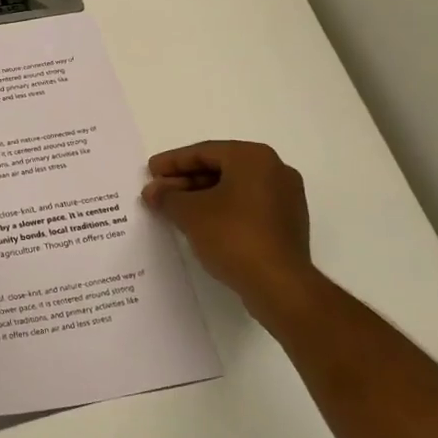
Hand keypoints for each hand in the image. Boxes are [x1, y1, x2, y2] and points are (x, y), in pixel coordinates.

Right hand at [141, 141, 322, 326]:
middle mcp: (275, 170)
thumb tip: (152, 191)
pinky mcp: (287, 224)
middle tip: (159, 192)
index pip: (204, 152)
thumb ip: (167, 196)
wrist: (279, 285)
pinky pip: (247, 206)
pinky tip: (200, 224)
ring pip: (234, 188)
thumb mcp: (190, 213)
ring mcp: (286, 198)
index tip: (150, 171)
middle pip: (220, 168)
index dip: (172, 162)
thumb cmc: (233, 236)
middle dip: (186, 180)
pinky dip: (222, 210)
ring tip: (174, 210)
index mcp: (253, 157)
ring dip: (202, 196)